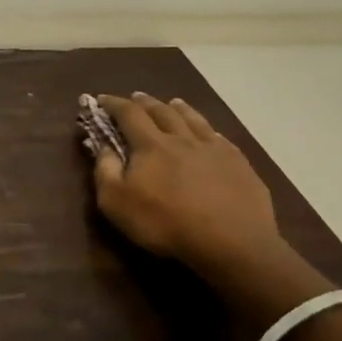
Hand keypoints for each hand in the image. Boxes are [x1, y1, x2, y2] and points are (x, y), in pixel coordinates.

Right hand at [90, 93, 287, 283]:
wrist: (232, 244)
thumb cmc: (166, 223)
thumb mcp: (117, 203)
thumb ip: (105, 170)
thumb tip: (103, 146)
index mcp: (151, 144)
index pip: (128, 113)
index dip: (113, 103)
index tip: (102, 98)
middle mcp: (182, 138)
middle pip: (161, 111)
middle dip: (145, 102)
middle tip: (136, 97)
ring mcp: (214, 149)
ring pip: (193, 119)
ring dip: (179, 108)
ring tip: (173, 102)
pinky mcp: (239, 164)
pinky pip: (221, 138)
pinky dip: (209, 130)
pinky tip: (210, 133)